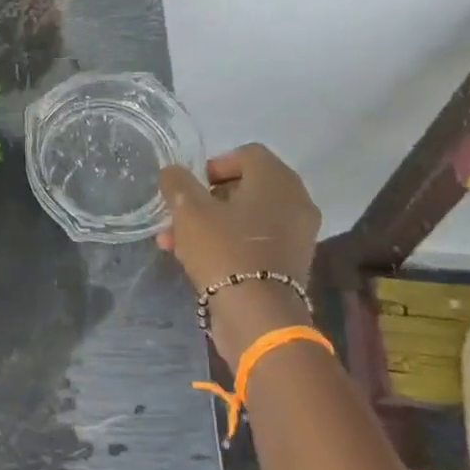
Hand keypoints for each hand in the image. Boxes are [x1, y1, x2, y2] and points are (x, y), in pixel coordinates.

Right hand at [157, 143, 320, 294]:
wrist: (257, 315)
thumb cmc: (223, 250)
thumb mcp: (189, 210)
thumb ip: (178, 183)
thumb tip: (173, 172)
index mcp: (277, 180)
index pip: (247, 154)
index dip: (213, 165)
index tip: (190, 186)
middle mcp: (295, 201)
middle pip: (246, 187)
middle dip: (206, 200)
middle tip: (178, 216)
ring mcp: (297, 234)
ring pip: (246, 218)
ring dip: (210, 224)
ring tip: (174, 243)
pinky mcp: (290, 263)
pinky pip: (255, 241)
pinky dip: (229, 244)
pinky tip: (197, 260)